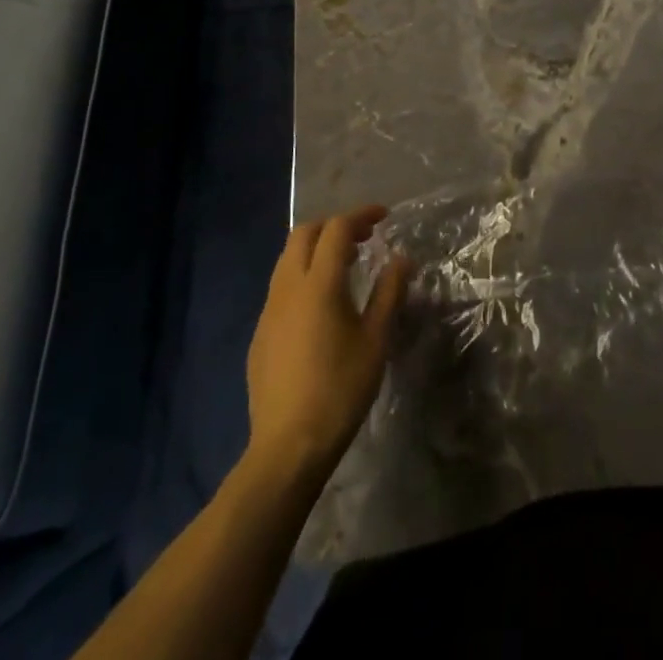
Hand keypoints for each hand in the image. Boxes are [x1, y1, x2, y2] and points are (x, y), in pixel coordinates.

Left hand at [245, 205, 410, 481]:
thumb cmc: (340, 389)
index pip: (336, 229)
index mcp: (318, 284)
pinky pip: (281, 286)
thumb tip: (401, 259)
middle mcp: (288, 287)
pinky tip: (322, 303)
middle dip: (334, 225)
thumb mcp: (375, 340)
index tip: (384, 217)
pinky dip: (303, 274)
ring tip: (346, 264)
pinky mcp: (260, 333)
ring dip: (316, 248)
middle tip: (363, 236)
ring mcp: (269, 310)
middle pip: (304, 234)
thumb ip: (389, 293)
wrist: (288, 446)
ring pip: (288, 258)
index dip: (360, 215)